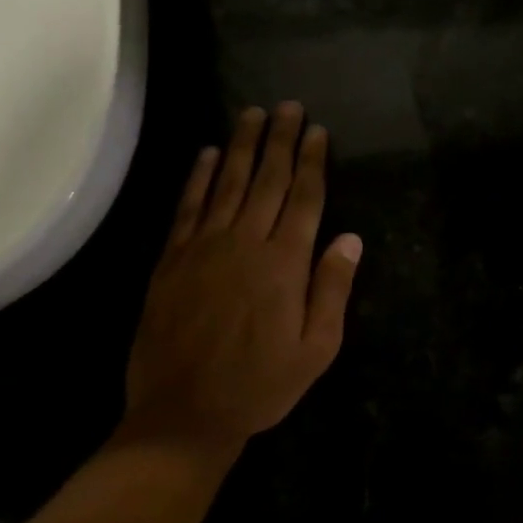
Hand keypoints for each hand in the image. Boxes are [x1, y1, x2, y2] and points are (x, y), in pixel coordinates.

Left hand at [121, 102, 362, 458]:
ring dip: (243, 145)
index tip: (318, 130)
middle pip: (268, 179)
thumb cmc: (259, 385)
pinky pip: (188, 207)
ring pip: (228, 182)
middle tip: (289, 106)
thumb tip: (350, 238)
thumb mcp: (316, 348)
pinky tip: (207, 153)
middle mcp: (246, 242)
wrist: (182, 416)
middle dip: (282, 139)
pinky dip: (198, 177)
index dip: (313, 160)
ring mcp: (204, 247)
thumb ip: (332, 289)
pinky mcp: (172, 260)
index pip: (305, 197)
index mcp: (284, 262)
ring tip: (252, 113)